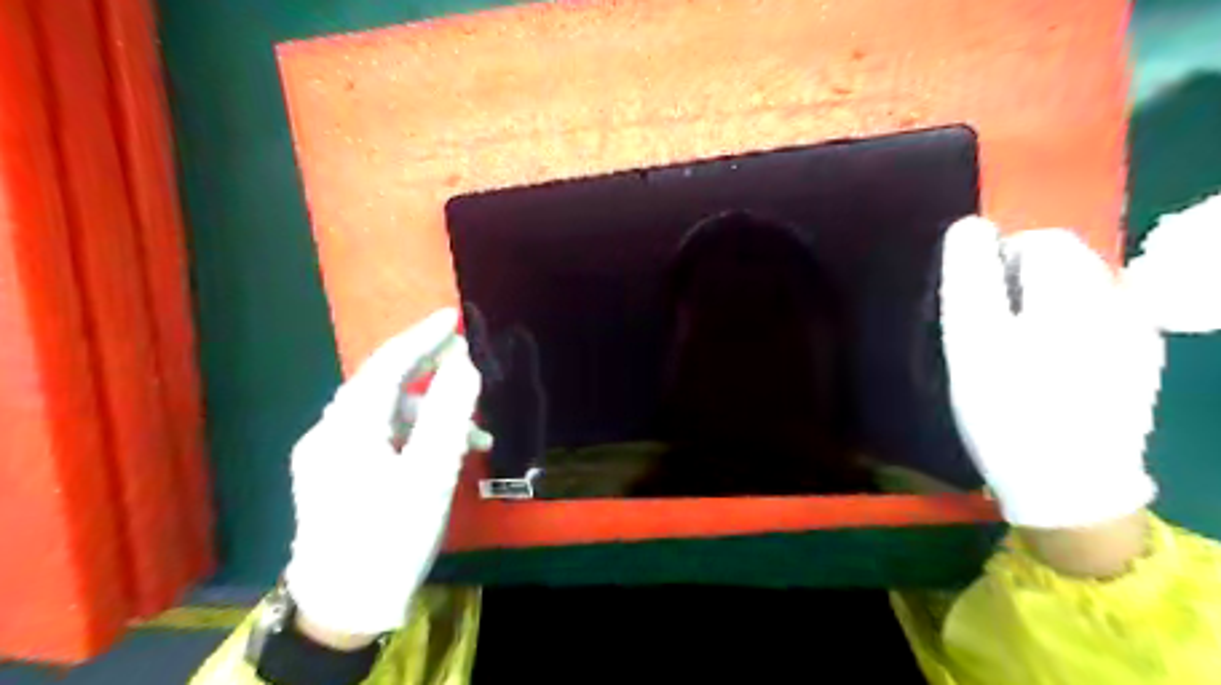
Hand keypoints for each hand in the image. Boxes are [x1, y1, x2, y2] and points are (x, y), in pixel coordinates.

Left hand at [283, 307, 483, 639]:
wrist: (340, 609)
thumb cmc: (390, 536)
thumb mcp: (430, 474)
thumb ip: (449, 414)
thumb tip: (465, 364)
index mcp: (348, 426)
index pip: (388, 364)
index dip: (422, 337)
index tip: (454, 317)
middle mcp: (329, 432)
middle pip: (383, 385)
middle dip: (429, 372)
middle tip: (468, 363)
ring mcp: (327, 455)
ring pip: (385, 415)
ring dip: (430, 415)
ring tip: (475, 435)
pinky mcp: (334, 475)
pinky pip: (379, 438)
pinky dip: (413, 437)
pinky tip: (441, 455)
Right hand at [936, 219, 1160, 528]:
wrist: (1069, 487)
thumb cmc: (1007, 409)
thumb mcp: (971, 340)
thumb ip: (969, 277)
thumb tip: (970, 226)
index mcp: (1076, 291)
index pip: (1039, 240)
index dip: (997, 261)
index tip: (974, 306)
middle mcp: (1118, 301)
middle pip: (1064, 263)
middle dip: (1021, 283)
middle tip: (989, 332)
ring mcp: (1136, 333)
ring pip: (1079, 291)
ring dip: (1042, 306)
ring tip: (1015, 352)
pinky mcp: (1139, 361)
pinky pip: (1096, 321)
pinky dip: (1065, 329)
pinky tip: (1048, 368)